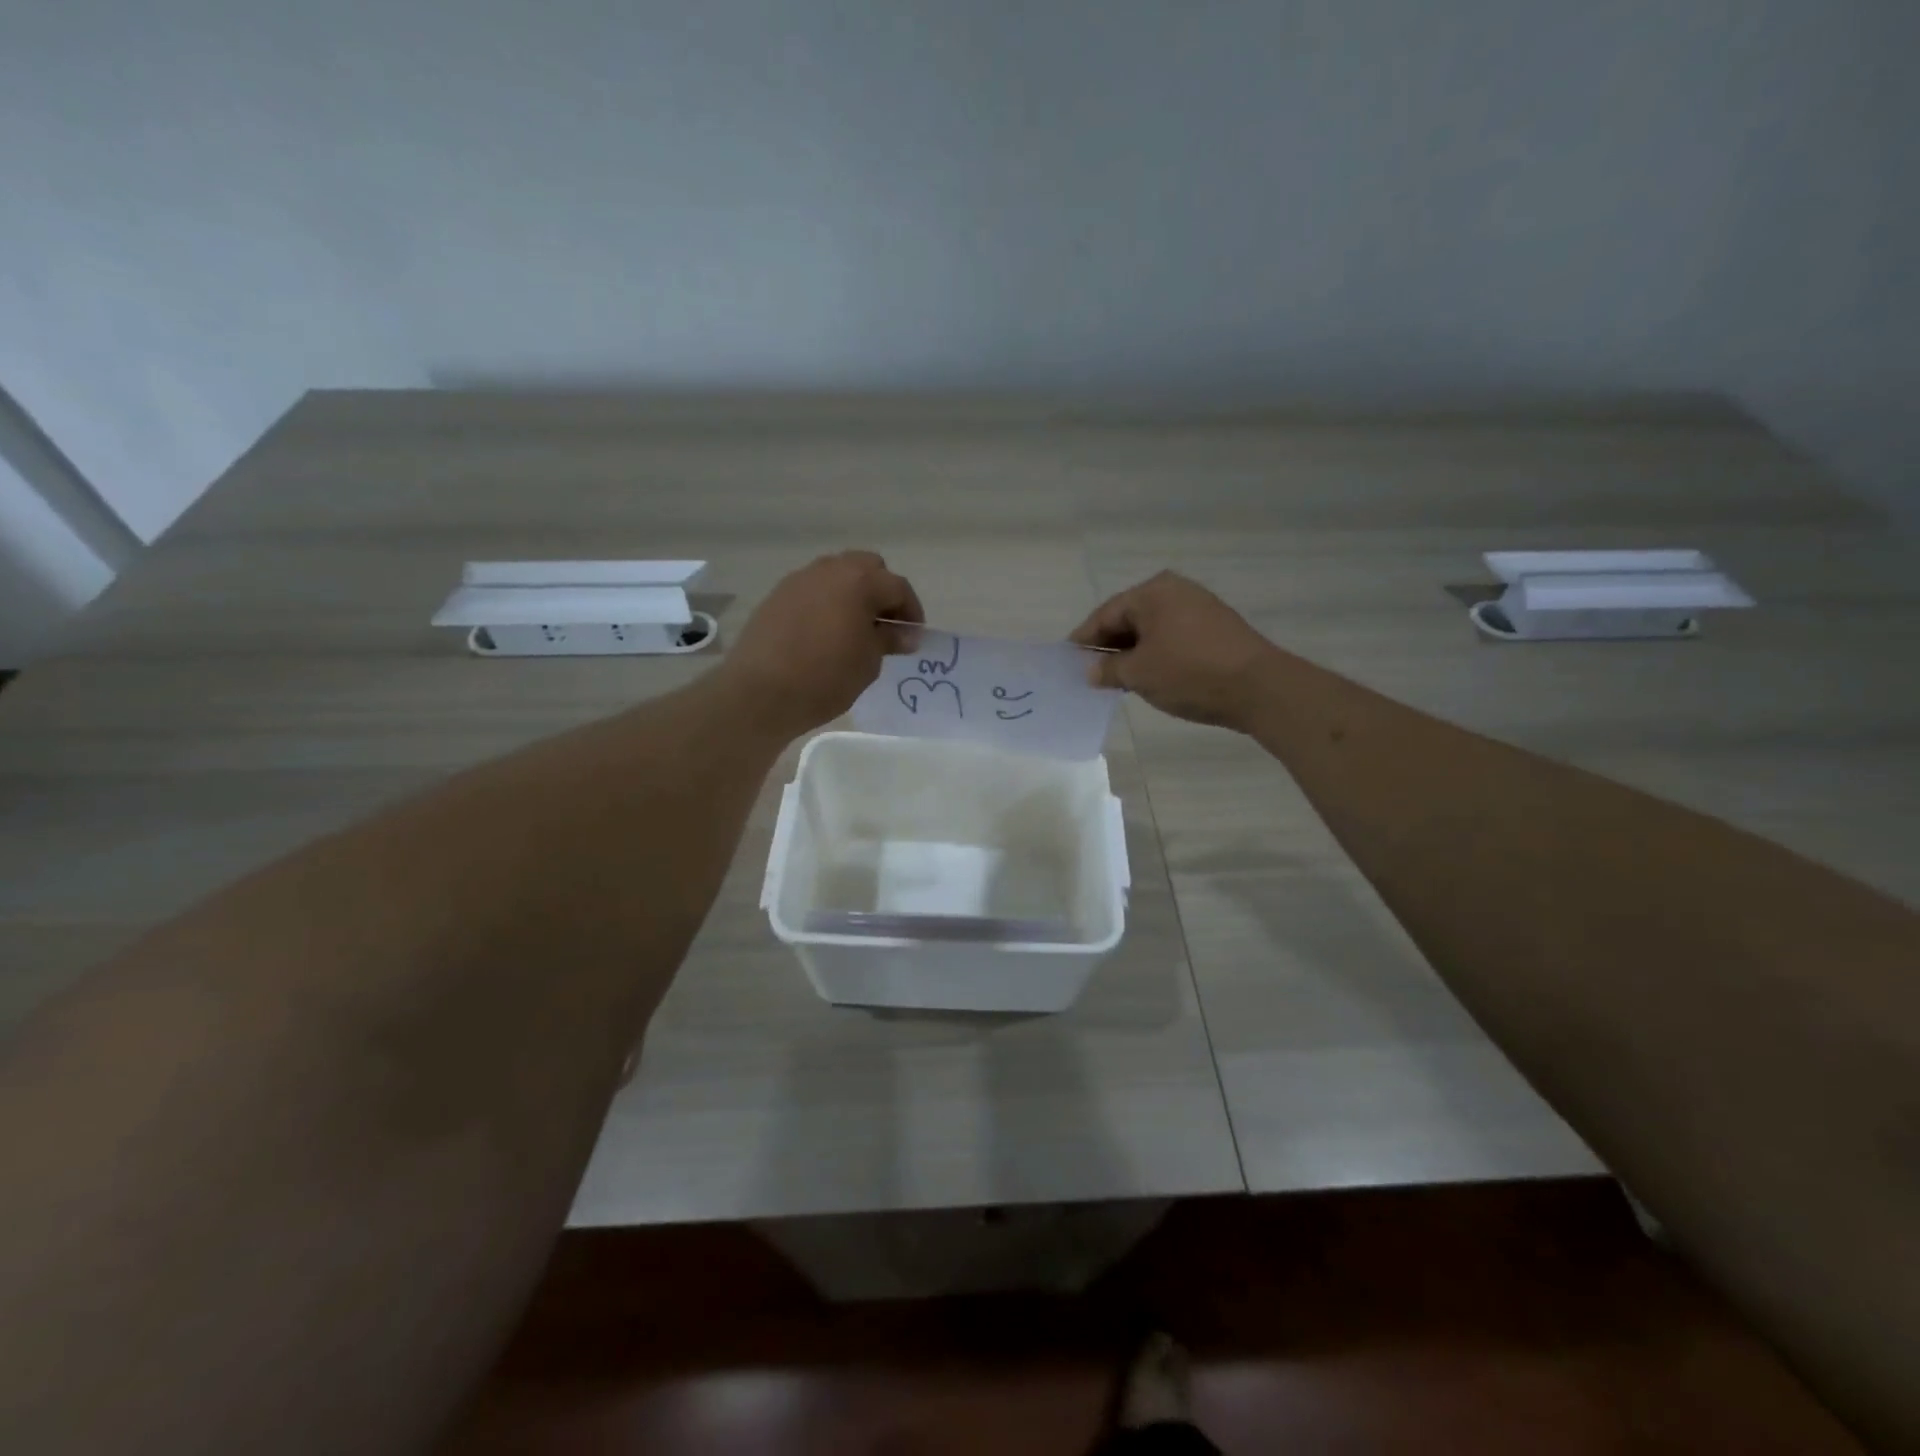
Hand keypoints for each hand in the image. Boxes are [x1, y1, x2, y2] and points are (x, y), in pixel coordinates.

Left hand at [723, 552, 923, 735]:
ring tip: (856, 629)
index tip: (913, 637)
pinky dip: (828, 603)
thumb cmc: (825, 678)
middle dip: (882, 592)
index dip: (911, 612)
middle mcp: (829, 570)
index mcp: (859, 581)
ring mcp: (799, 580)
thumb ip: (888, 639)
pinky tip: (826, 633)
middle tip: (886, 625)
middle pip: (867, 568)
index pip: (898, 587)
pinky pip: (813, 590)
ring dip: (853, 594)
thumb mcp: (868, 662)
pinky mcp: (777, 596)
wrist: (760, 692)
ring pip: (837, 574)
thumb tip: (905, 633)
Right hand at [1070, 572, 1280, 730]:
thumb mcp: (1139, 674)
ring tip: (1116, 678)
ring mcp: (1199, 607)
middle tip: (1089, 672)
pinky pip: (1173, 636)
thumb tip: (1091, 670)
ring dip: (1133, 652)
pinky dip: (1156, 653)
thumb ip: (1108, 669)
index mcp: (1152, 592)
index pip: (1105, 614)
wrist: (1259, 688)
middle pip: (1129, 618)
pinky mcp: (1216, 627)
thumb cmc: (1189, 673)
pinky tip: (1149, 675)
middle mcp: (1175, 590)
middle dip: (1109, 645)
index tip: (1068, 660)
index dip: (1084, 640)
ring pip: (1152, 629)